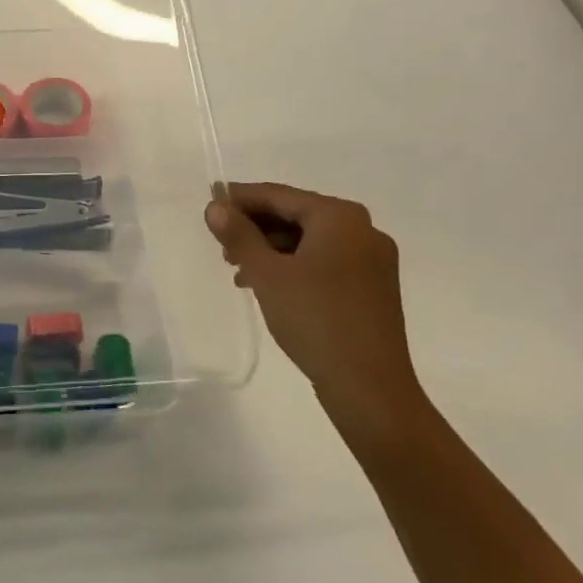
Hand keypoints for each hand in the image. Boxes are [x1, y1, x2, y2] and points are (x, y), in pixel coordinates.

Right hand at [205, 183, 427, 442]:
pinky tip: (269, 287)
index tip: (210, 202)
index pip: (279, 195)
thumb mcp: (267, 274)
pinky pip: (325, 262)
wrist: (369, 387)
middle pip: (296, 215)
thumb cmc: (315, 319)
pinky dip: (294, 267)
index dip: (241, 198)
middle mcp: (363, 230)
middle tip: (220, 244)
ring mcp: (372, 260)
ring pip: (309, 241)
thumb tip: (215, 206)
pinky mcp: (372, 287)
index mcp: (340, 217)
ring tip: (238, 271)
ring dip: (271, 250)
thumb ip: (239, 235)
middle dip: (256, 228)